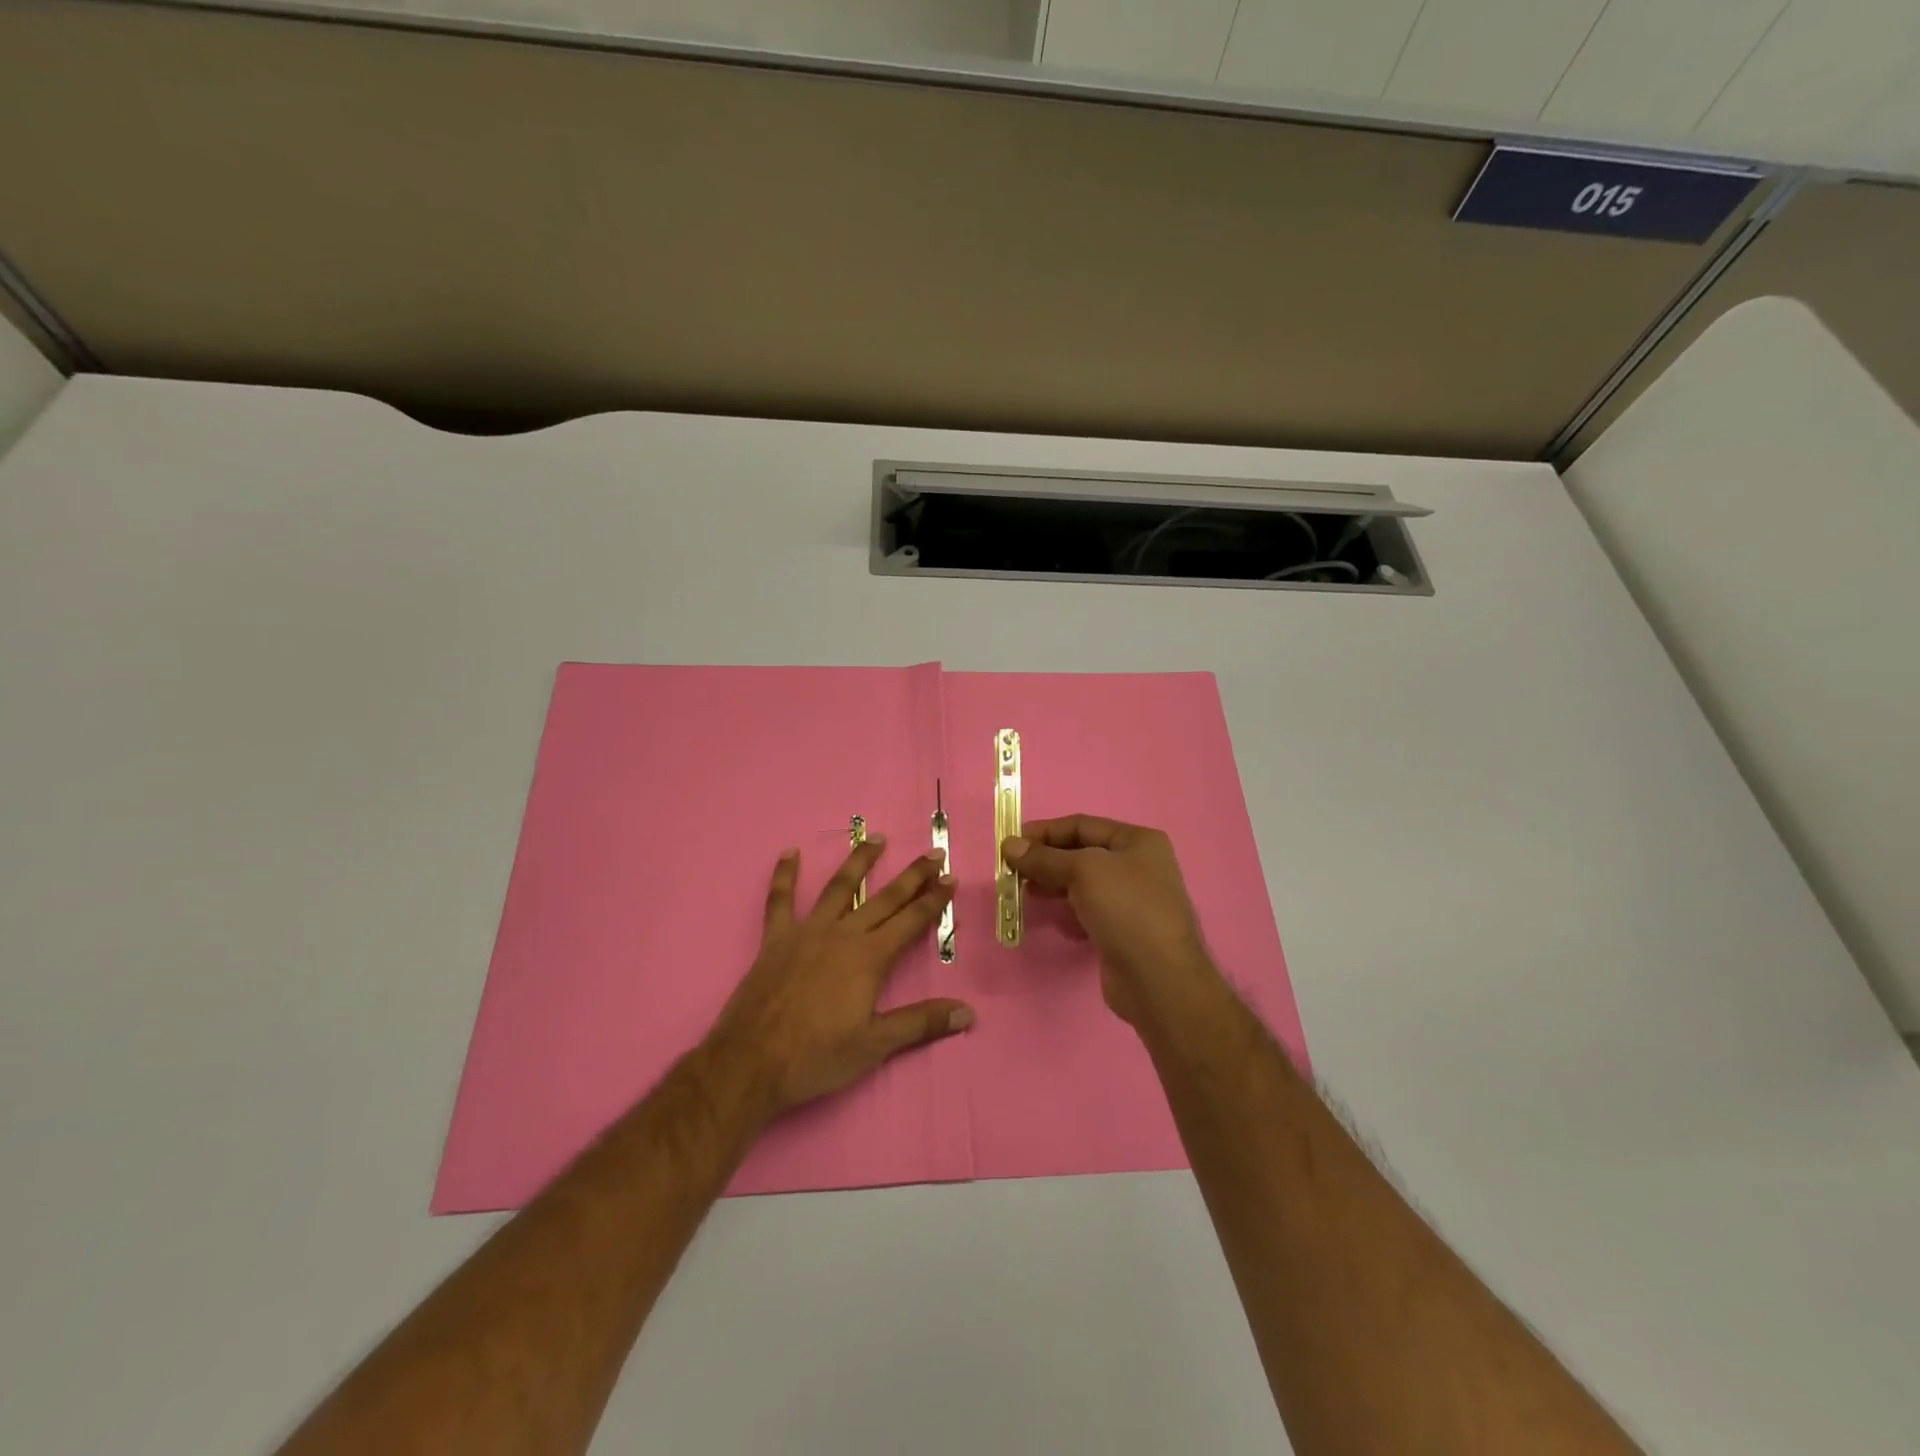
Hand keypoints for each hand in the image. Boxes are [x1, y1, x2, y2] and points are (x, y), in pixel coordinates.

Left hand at [705, 838, 971, 1119]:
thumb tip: (968, 1012)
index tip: (951, 878)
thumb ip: (921, 1023)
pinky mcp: (776, 939)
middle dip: (913, 876)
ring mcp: (807, 932)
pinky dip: (784, 875)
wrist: (751, 1062)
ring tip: (876, 837)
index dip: (935, 900)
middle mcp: (842, 934)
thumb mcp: (875, 1045)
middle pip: (885, 899)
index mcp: (869, 957)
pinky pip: (779, 900)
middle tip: (933, 854)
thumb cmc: (817, 1056)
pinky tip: (789, 853)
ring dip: (860, 861)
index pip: (912, 921)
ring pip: (839, 887)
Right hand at [1003, 815, 1220, 1027]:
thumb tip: (1009, 845)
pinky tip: (1050, 918)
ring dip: (1052, 884)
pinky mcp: (1122, 930)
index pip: (1083, 825)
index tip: (1011, 843)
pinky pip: (1087, 910)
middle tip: (1012, 871)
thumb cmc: (1126, 909)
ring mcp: (1132, 900)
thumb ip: (1044, 858)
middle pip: (1081, 853)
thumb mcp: (1083, 871)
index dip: (1045, 831)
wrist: (1158, 978)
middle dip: (1046, 859)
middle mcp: (1138, 865)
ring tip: (1024, 892)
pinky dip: (1067, 909)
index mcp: (1138, 841)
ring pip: (1082, 883)